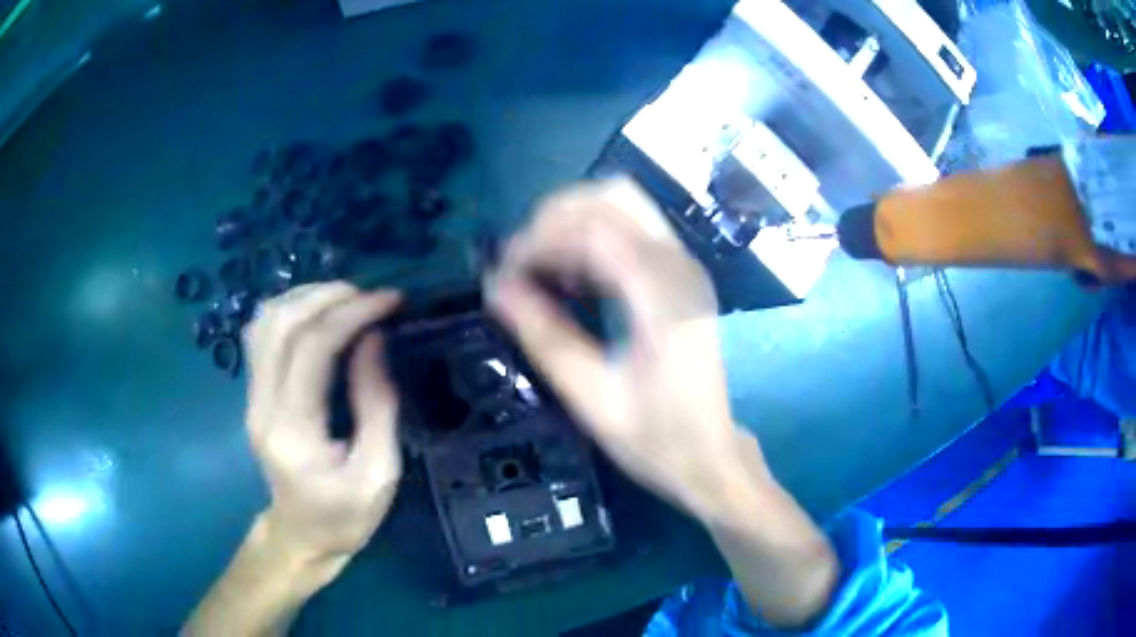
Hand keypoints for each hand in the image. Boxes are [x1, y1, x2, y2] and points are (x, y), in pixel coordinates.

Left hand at [244, 282, 402, 560]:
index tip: (390, 300)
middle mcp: (262, 406)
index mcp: (294, 432)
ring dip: (306, 297)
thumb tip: (374, 340)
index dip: (352, 314)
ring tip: (347, 299)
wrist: (301, 537)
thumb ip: (377, 405)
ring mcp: (252, 398)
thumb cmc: (345, 517)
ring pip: (265, 322)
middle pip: (281, 324)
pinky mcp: (253, 395)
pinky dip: (290, 311)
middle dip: (328, 296)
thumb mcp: (379, 473)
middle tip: (370, 295)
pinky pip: (262, 335)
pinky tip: (318, 314)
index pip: (313, 349)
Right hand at [487, 178, 762, 518]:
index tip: (504, 273)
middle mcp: (679, 266)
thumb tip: (496, 287)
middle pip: (613, 196)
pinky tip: (575, 277)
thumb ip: (545, 337)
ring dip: (575, 222)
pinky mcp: (680, 274)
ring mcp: (684, 265)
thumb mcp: (592, 397)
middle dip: (556, 217)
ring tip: (546, 269)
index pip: (594, 230)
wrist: (709, 454)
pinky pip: (632, 228)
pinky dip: (594, 235)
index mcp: (662, 297)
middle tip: (523, 263)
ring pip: (624, 203)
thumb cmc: (655, 437)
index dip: (539, 240)